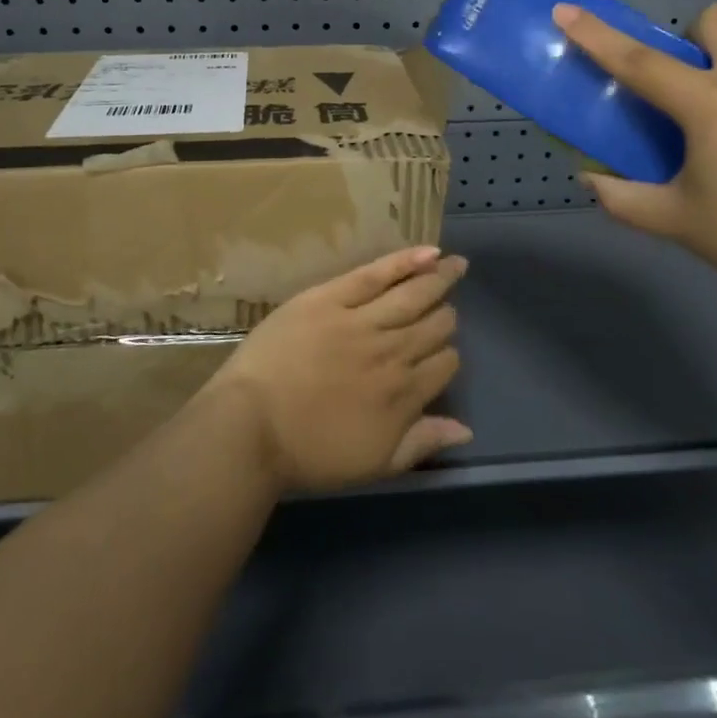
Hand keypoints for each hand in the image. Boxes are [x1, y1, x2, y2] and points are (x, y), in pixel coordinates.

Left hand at [205, 247, 470, 492]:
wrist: (250, 427)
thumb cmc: (307, 453)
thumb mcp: (373, 464)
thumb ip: (421, 443)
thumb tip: (466, 430)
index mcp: (403, 393)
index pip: (444, 364)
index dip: (448, 356)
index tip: (441, 354)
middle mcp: (392, 352)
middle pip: (434, 326)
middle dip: (446, 317)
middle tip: (446, 309)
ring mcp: (362, 320)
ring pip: (413, 295)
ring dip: (439, 280)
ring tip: (457, 265)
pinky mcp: (332, 297)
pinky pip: (376, 274)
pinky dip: (405, 261)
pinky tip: (430, 252)